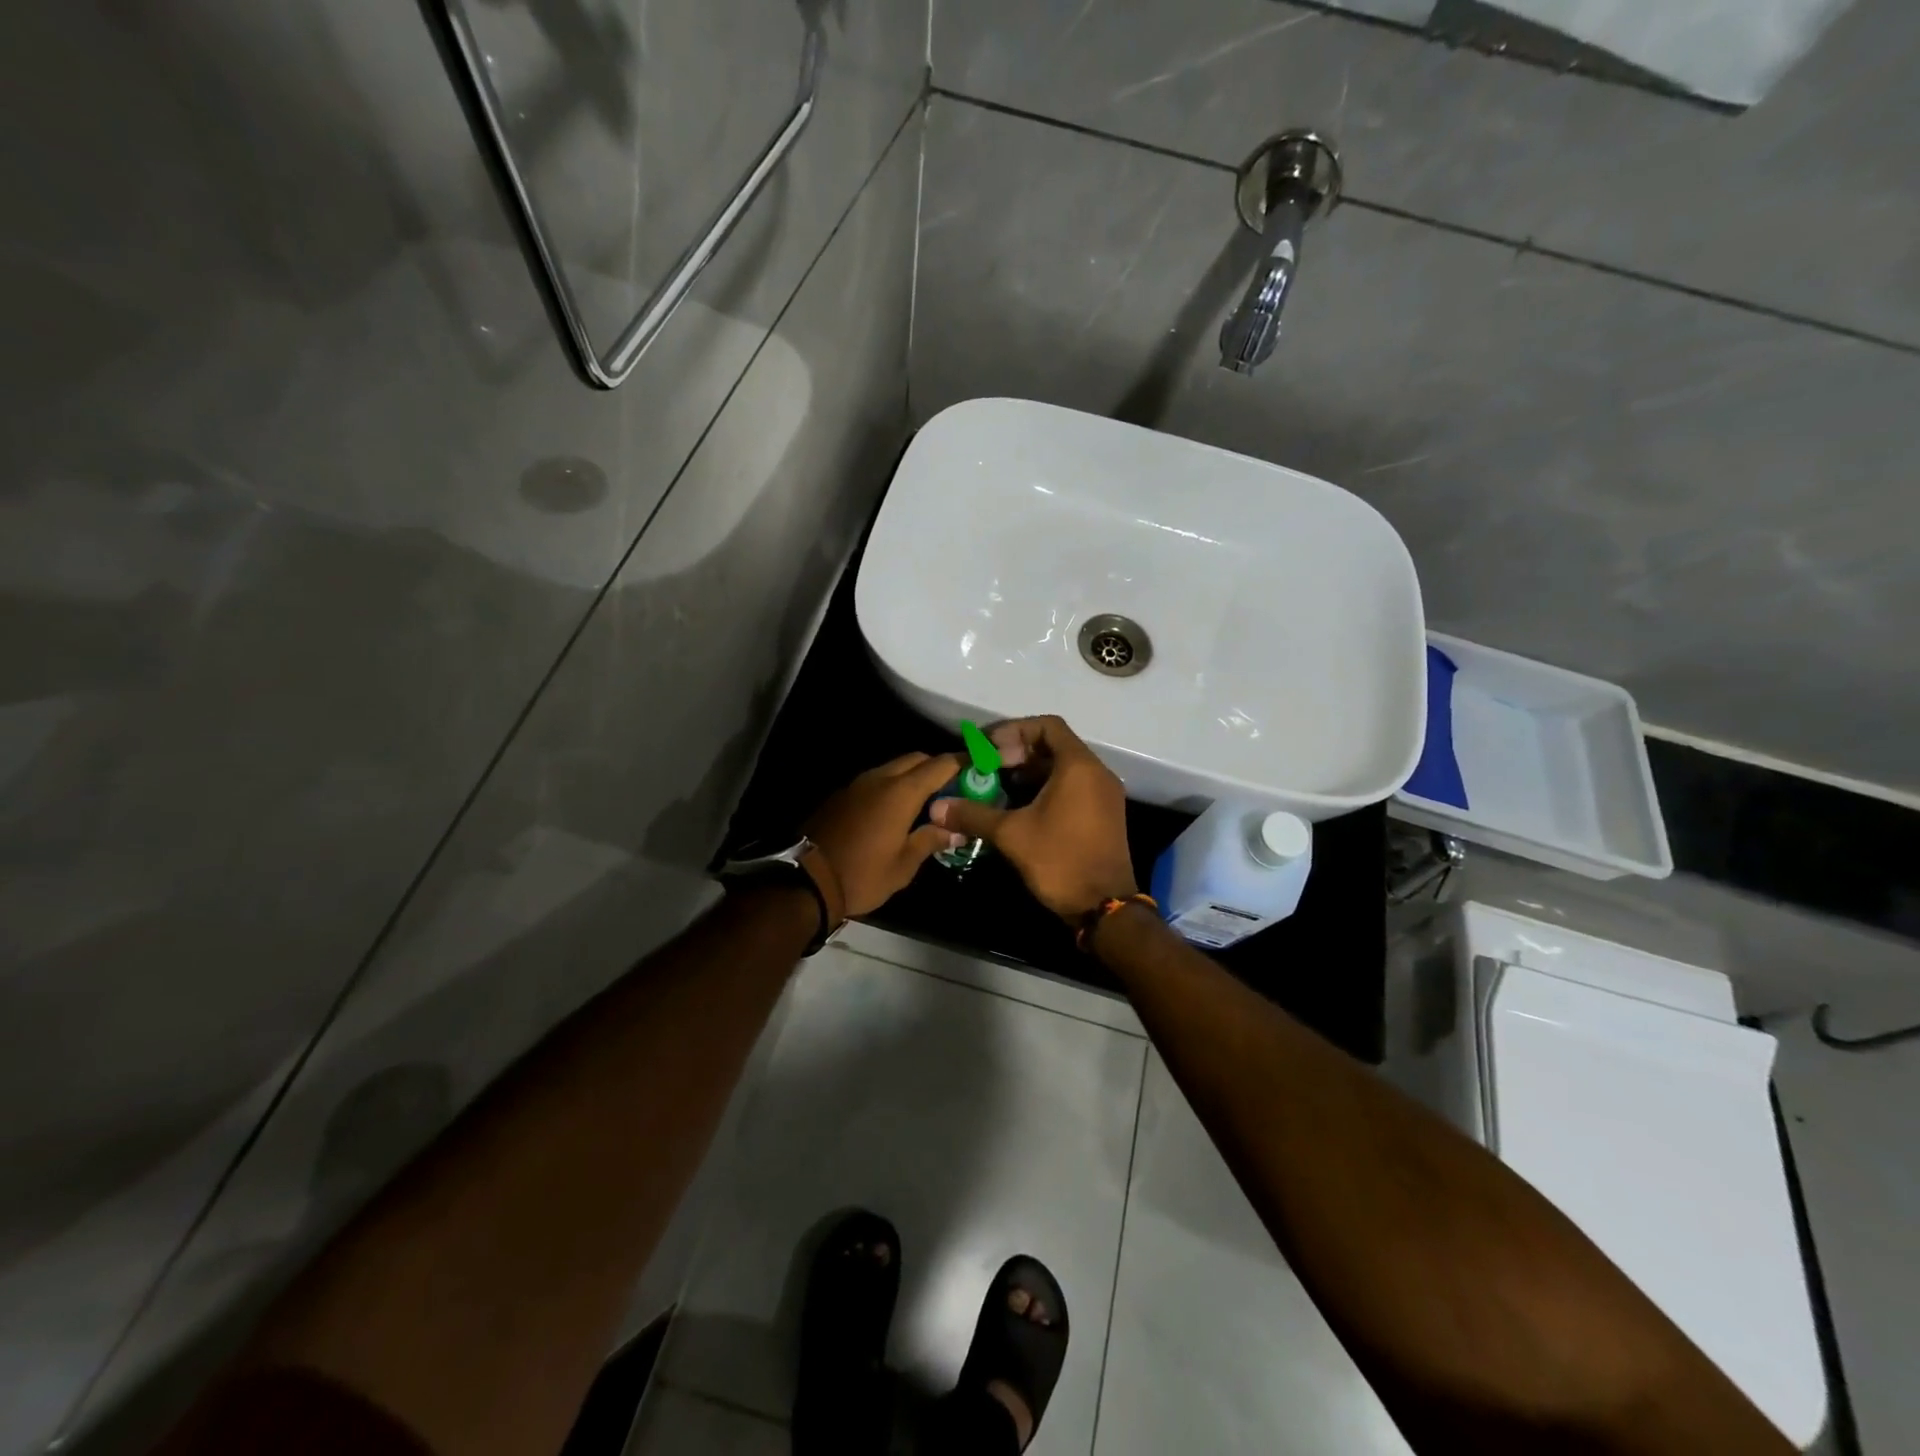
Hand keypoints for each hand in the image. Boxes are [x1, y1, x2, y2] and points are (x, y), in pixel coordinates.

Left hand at [805, 752, 969, 917]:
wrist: (806, 881)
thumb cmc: (863, 874)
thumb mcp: (904, 864)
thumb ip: (931, 840)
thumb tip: (955, 830)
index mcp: (901, 792)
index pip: (939, 764)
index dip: (962, 763)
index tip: (978, 768)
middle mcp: (880, 779)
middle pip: (916, 759)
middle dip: (937, 767)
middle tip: (953, 789)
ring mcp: (857, 784)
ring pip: (893, 767)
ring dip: (912, 776)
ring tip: (927, 801)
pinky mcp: (842, 795)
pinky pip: (875, 780)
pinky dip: (892, 786)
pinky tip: (897, 810)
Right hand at [930, 716, 1137, 920]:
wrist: (1105, 907)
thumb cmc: (1060, 860)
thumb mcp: (1011, 835)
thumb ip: (974, 815)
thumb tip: (937, 808)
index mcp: (1078, 766)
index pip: (1047, 725)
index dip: (1014, 730)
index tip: (988, 749)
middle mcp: (1097, 773)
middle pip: (1055, 745)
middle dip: (1018, 752)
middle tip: (989, 768)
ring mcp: (1104, 795)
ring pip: (1064, 768)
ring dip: (1031, 772)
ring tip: (999, 787)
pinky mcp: (1104, 815)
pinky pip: (1074, 787)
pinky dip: (1047, 788)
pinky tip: (1021, 808)